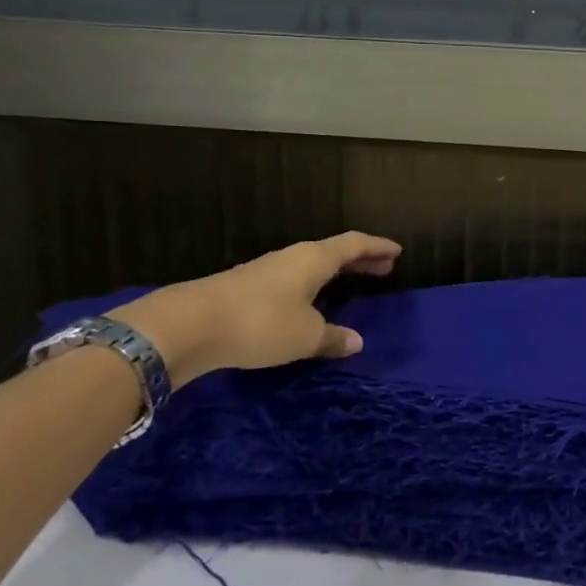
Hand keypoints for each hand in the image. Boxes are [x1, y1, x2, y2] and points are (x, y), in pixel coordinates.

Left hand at [111, 231, 401, 384]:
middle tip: (382, 268)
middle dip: (359, 259)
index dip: (377, 247)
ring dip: (333, 272)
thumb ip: (333, 337)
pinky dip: (311, 286)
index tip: (397, 251)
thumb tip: (356, 341)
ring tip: (348, 283)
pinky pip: (291, 280)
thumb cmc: (261, 323)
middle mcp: (292, 258)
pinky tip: (307, 304)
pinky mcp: (245, 289)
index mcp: (314, 259)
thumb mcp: (305, 336)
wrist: (189, 325)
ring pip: (310, 266)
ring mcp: (266, 271)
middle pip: (333, 252)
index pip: (354, 244)